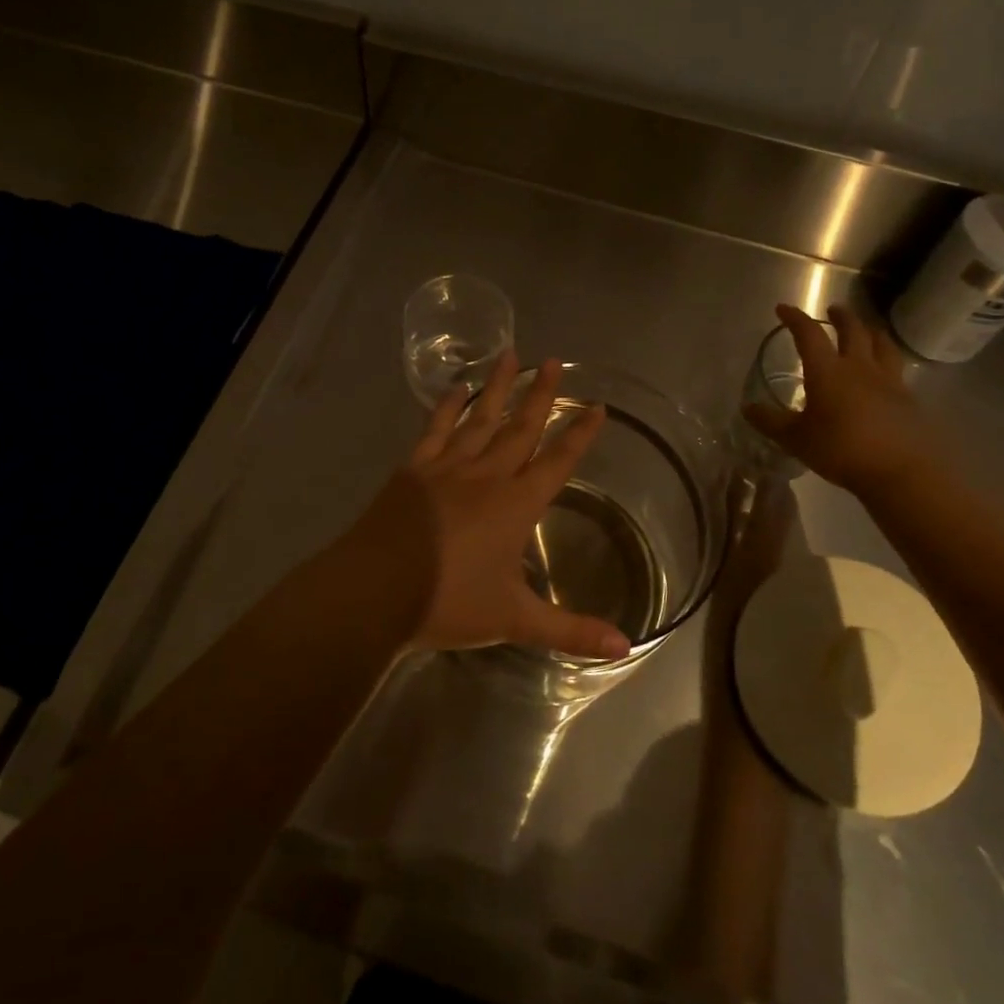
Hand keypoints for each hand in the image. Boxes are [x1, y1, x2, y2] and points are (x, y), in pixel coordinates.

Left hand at [330, 352, 630, 659]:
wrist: (376, 590)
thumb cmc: (448, 602)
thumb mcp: (515, 619)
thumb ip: (572, 632)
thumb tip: (627, 648)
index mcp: (516, 505)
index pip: (558, 461)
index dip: (580, 434)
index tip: (597, 406)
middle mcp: (487, 476)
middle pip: (521, 428)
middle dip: (541, 395)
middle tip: (555, 361)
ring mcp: (447, 467)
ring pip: (481, 418)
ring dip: (498, 387)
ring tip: (511, 354)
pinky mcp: (414, 469)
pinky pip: (436, 429)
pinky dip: (448, 407)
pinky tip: (456, 388)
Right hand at [742, 303, 937, 495]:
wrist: (901, 470)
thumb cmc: (841, 450)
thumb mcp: (796, 439)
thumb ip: (770, 421)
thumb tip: (747, 408)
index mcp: (827, 371)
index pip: (809, 334)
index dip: (795, 318)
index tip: (783, 309)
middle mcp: (858, 368)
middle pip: (853, 331)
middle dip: (841, 317)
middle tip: (833, 309)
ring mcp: (888, 381)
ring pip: (881, 345)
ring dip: (871, 332)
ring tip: (867, 330)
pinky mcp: (907, 398)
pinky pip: (896, 369)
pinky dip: (887, 360)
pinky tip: (884, 372)